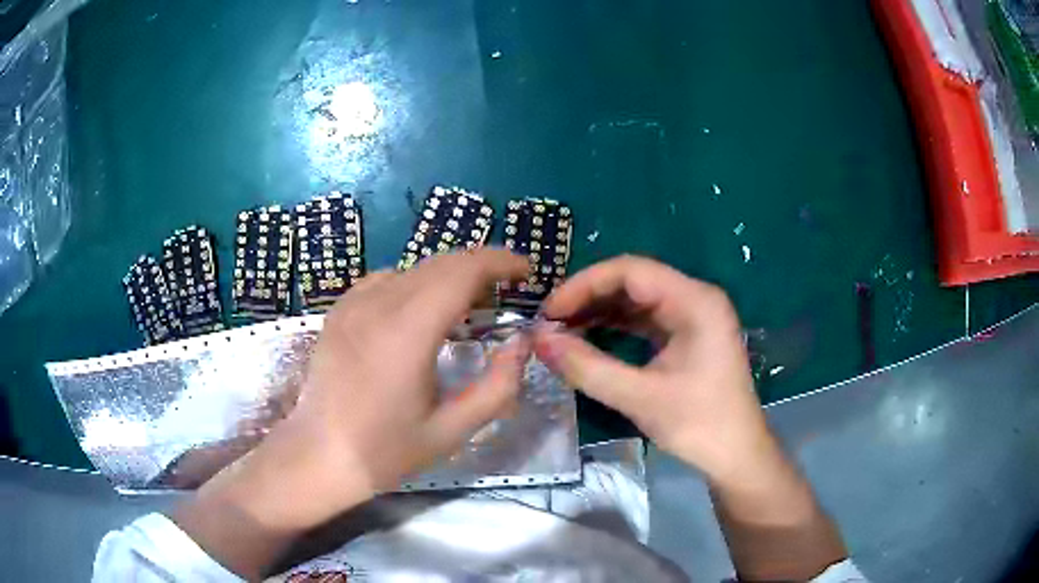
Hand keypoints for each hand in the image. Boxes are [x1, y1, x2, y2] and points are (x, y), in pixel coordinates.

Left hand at [173, 250, 530, 577]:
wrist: (318, 455)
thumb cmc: (385, 451)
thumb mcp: (452, 430)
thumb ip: (497, 386)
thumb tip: (521, 343)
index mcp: (407, 331)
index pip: (462, 271)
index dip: (499, 261)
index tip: (525, 270)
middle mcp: (378, 304)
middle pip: (441, 263)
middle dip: (480, 266)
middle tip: (506, 290)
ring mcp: (353, 304)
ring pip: (414, 268)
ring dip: (449, 275)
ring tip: (469, 303)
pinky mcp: (339, 311)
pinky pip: (386, 280)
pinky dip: (415, 283)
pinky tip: (421, 310)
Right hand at [532, 256, 846, 579]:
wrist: (737, 456)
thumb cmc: (699, 424)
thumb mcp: (640, 397)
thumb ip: (587, 367)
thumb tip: (538, 340)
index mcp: (695, 300)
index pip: (631, 271)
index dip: (584, 285)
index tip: (549, 312)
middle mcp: (695, 298)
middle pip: (633, 281)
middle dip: (589, 298)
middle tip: (550, 323)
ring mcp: (693, 316)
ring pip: (637, 300)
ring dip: (599, 312)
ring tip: (561, 331)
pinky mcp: (688, 336)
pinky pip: (645, 320)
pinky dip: (615, 328)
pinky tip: (588, 339)